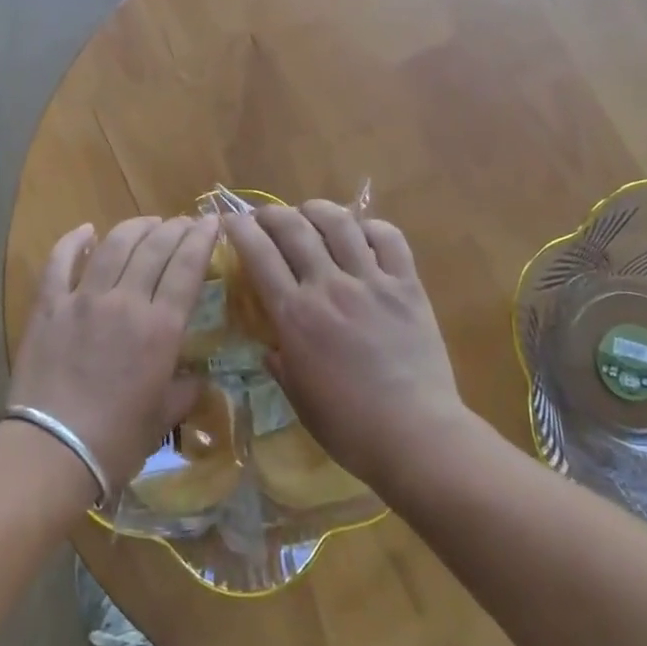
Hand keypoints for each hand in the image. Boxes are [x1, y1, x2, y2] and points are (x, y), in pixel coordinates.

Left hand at [8, 215, 217, 493]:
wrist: (51, 451)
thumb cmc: (115, 441)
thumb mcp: (163, 418)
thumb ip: (184, 390)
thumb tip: (196, 378)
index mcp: (160, 328)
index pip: (188, 267)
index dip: (202, 239)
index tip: (211, 222)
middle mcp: (126, 301)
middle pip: (154, 248)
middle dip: (174, 228)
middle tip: (184, 222)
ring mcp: (83, 299)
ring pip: (114, 246)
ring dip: (135, 227)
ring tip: (148, 222)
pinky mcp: (48, 306)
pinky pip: (60, 262)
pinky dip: (73, 241)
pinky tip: (86, 230)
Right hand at [225, 201, 466, 486]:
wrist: (416, 436)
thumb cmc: (349, 427)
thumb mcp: (298, 398)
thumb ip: (279, 364)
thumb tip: (270, 348)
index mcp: (295, 316)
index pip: (259, 255)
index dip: (240, 230)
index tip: (230, 221)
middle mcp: (329, 287)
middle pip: (294, 229)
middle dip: (272, 213)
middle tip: (265, 216)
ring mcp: (371, 282)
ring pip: (339, 223)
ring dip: (317, 210)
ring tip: (309, 212)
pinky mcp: (407, 286)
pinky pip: (389, 239)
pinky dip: (370, 227)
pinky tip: (361, 232)